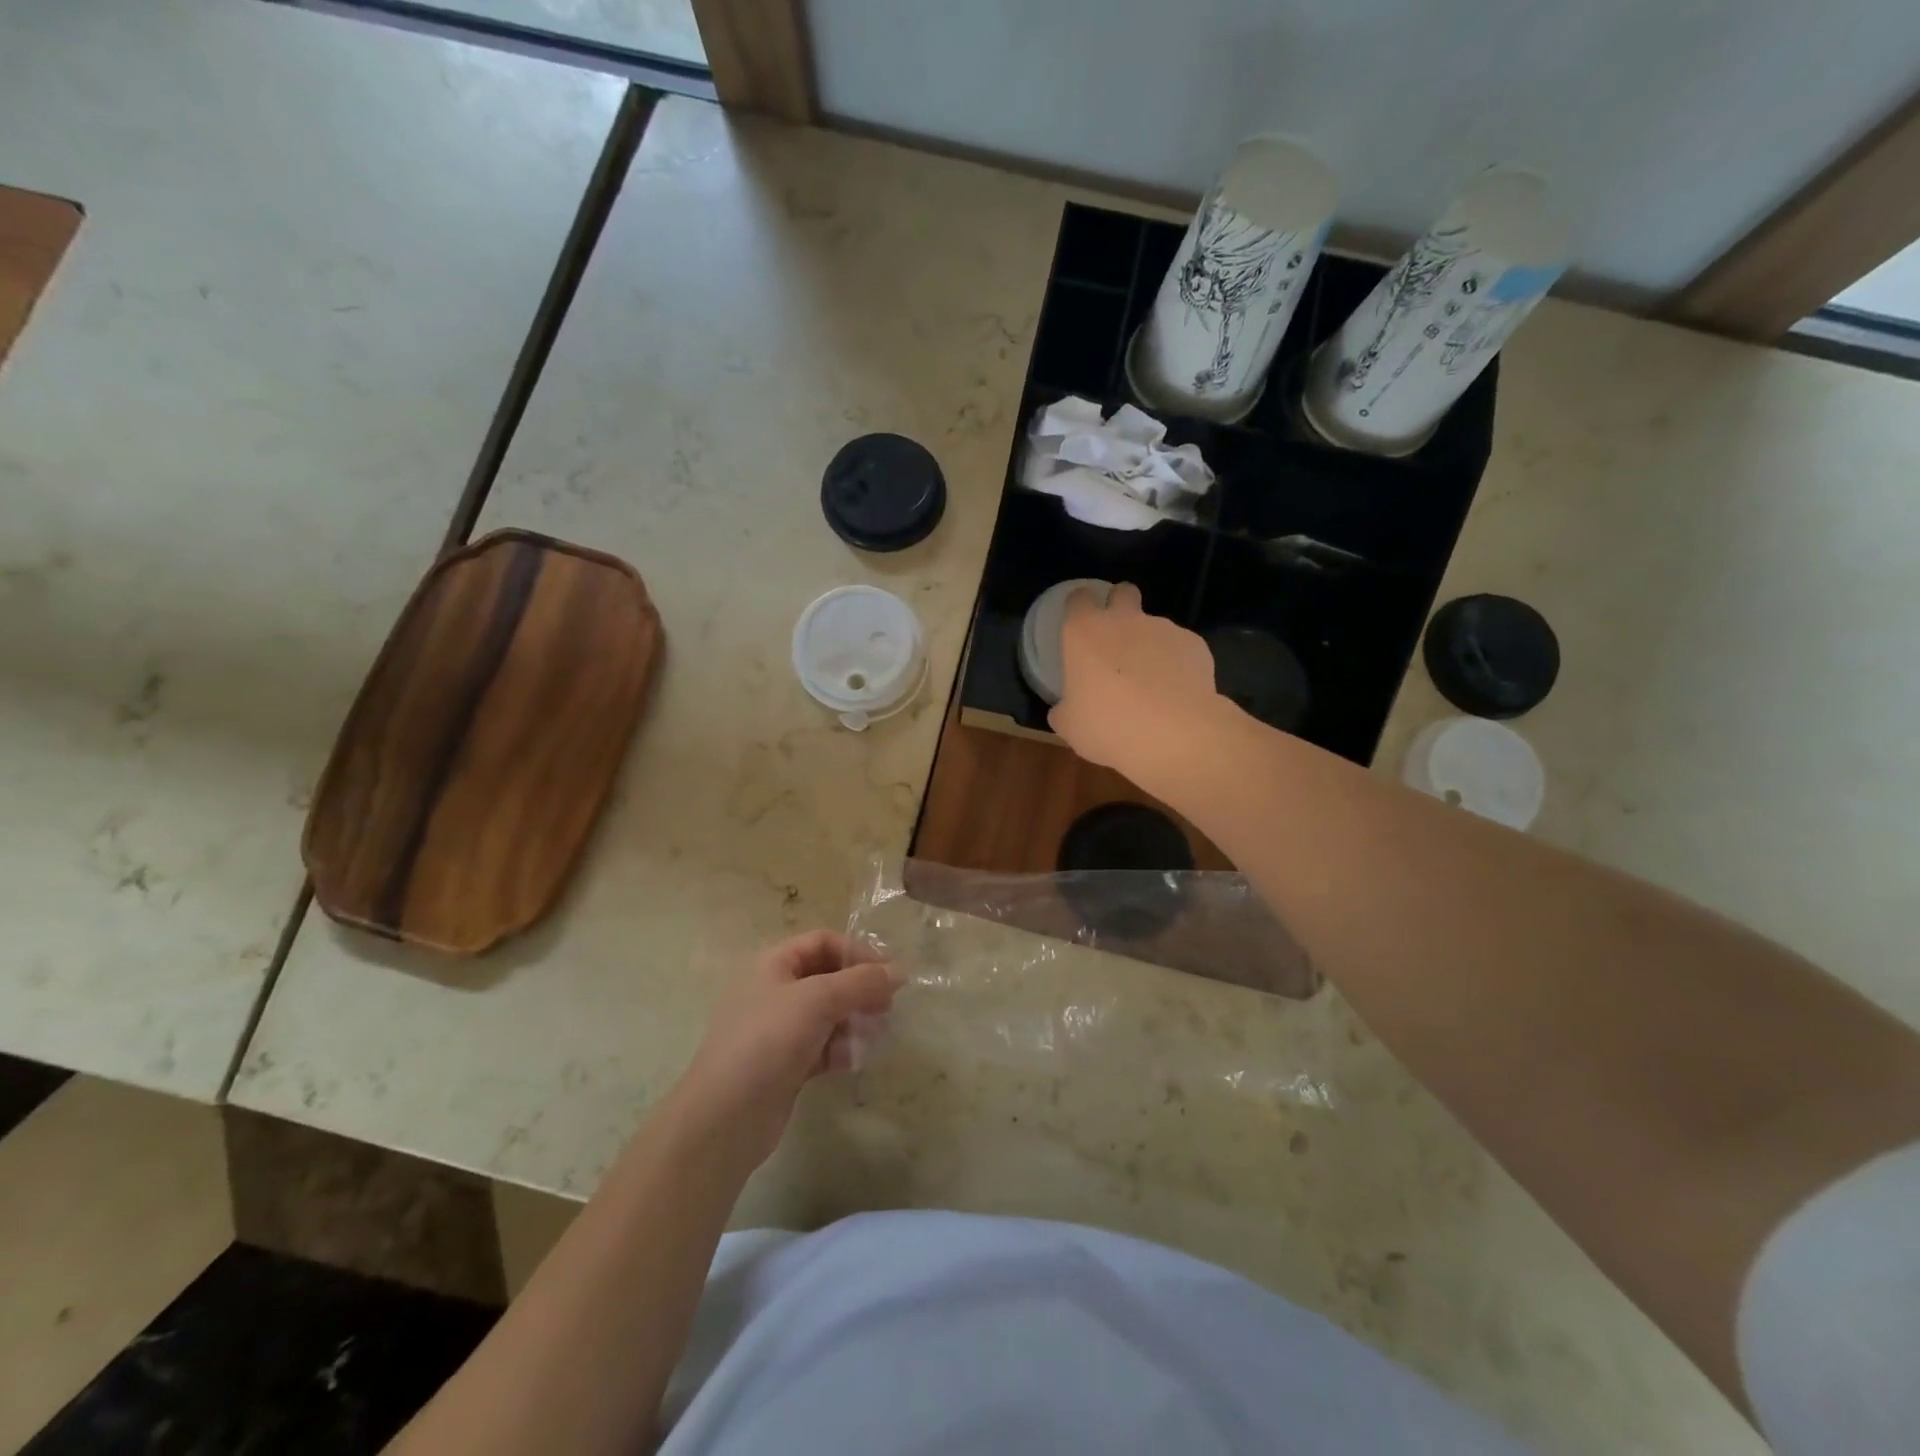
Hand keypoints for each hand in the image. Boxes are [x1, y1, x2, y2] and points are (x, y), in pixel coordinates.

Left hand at [672, 931, 899, 1172]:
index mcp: (772, 964)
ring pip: (828, 1014)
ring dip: (855, 1020)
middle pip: (828, 977)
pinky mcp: (786, 1064)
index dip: (857, 951)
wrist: (724, 1118)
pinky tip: (856, 1060)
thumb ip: (861, 982)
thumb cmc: (768, 1041)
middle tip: (888, 1006)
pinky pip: (823, 1046)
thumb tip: (900, 971)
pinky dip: (842, 1048)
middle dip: (860, 988)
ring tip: (877, 1034)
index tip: (889, 973)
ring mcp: (778, 1030)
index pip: (822, 942)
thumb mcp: (818, 1000)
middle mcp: (774, 991)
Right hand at [1048, 582, 1232, 793]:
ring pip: (1154, 625)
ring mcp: (1163, 628)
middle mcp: (1124, 620)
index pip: (1078, 599)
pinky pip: (1180, 648)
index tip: (1079, 626)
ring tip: (1152, 683)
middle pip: (1123, 592)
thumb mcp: (1070, 726)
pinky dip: (1177, 664)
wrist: (1175, 735)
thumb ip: (1064, 709)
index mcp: (1085, 632)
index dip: (1079, 609)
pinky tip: (1177, 692)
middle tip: (1117, 640)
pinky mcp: (1194, 644)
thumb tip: (1065, 709)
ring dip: (1149, 644)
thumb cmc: (1109, 727)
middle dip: (1120, 606)